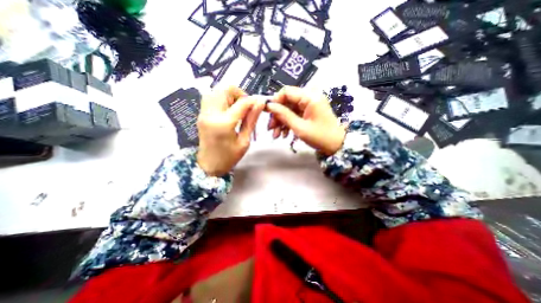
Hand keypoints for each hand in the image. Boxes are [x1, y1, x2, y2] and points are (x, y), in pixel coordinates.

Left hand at [198, 86, 265, 175]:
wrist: (208, 166)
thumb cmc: (229, 157)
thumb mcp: (244, 141)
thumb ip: (251, 120)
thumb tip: (259, 104)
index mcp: (224, 123)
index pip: (241, 103)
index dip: (253, 101)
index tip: (260, 104)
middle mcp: (211, 114)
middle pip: (225, 90)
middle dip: (239, 94)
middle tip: (246, 107)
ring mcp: (203, 113)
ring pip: (216, 90)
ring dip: (229, 95)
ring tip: (237, 108)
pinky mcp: (201, 114)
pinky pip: (210, 97)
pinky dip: (221, 98)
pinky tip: (228, 110)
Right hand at [266, 86, 346, 154]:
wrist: (336, 145)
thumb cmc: (320, 136)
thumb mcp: (299, 127)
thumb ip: (284, 115)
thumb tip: (270, 106)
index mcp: (309, 97)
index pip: (286, 92)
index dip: (275, 101)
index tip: (268, 114)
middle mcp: (309, 97)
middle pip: (287, 102)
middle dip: (277, 115)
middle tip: (271, 129)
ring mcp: (309, 105)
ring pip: (289, 109)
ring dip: (281, 121)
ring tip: (277, 135)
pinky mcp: (309, 112)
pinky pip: (295, 114)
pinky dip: (288, 123)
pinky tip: (284, 134)